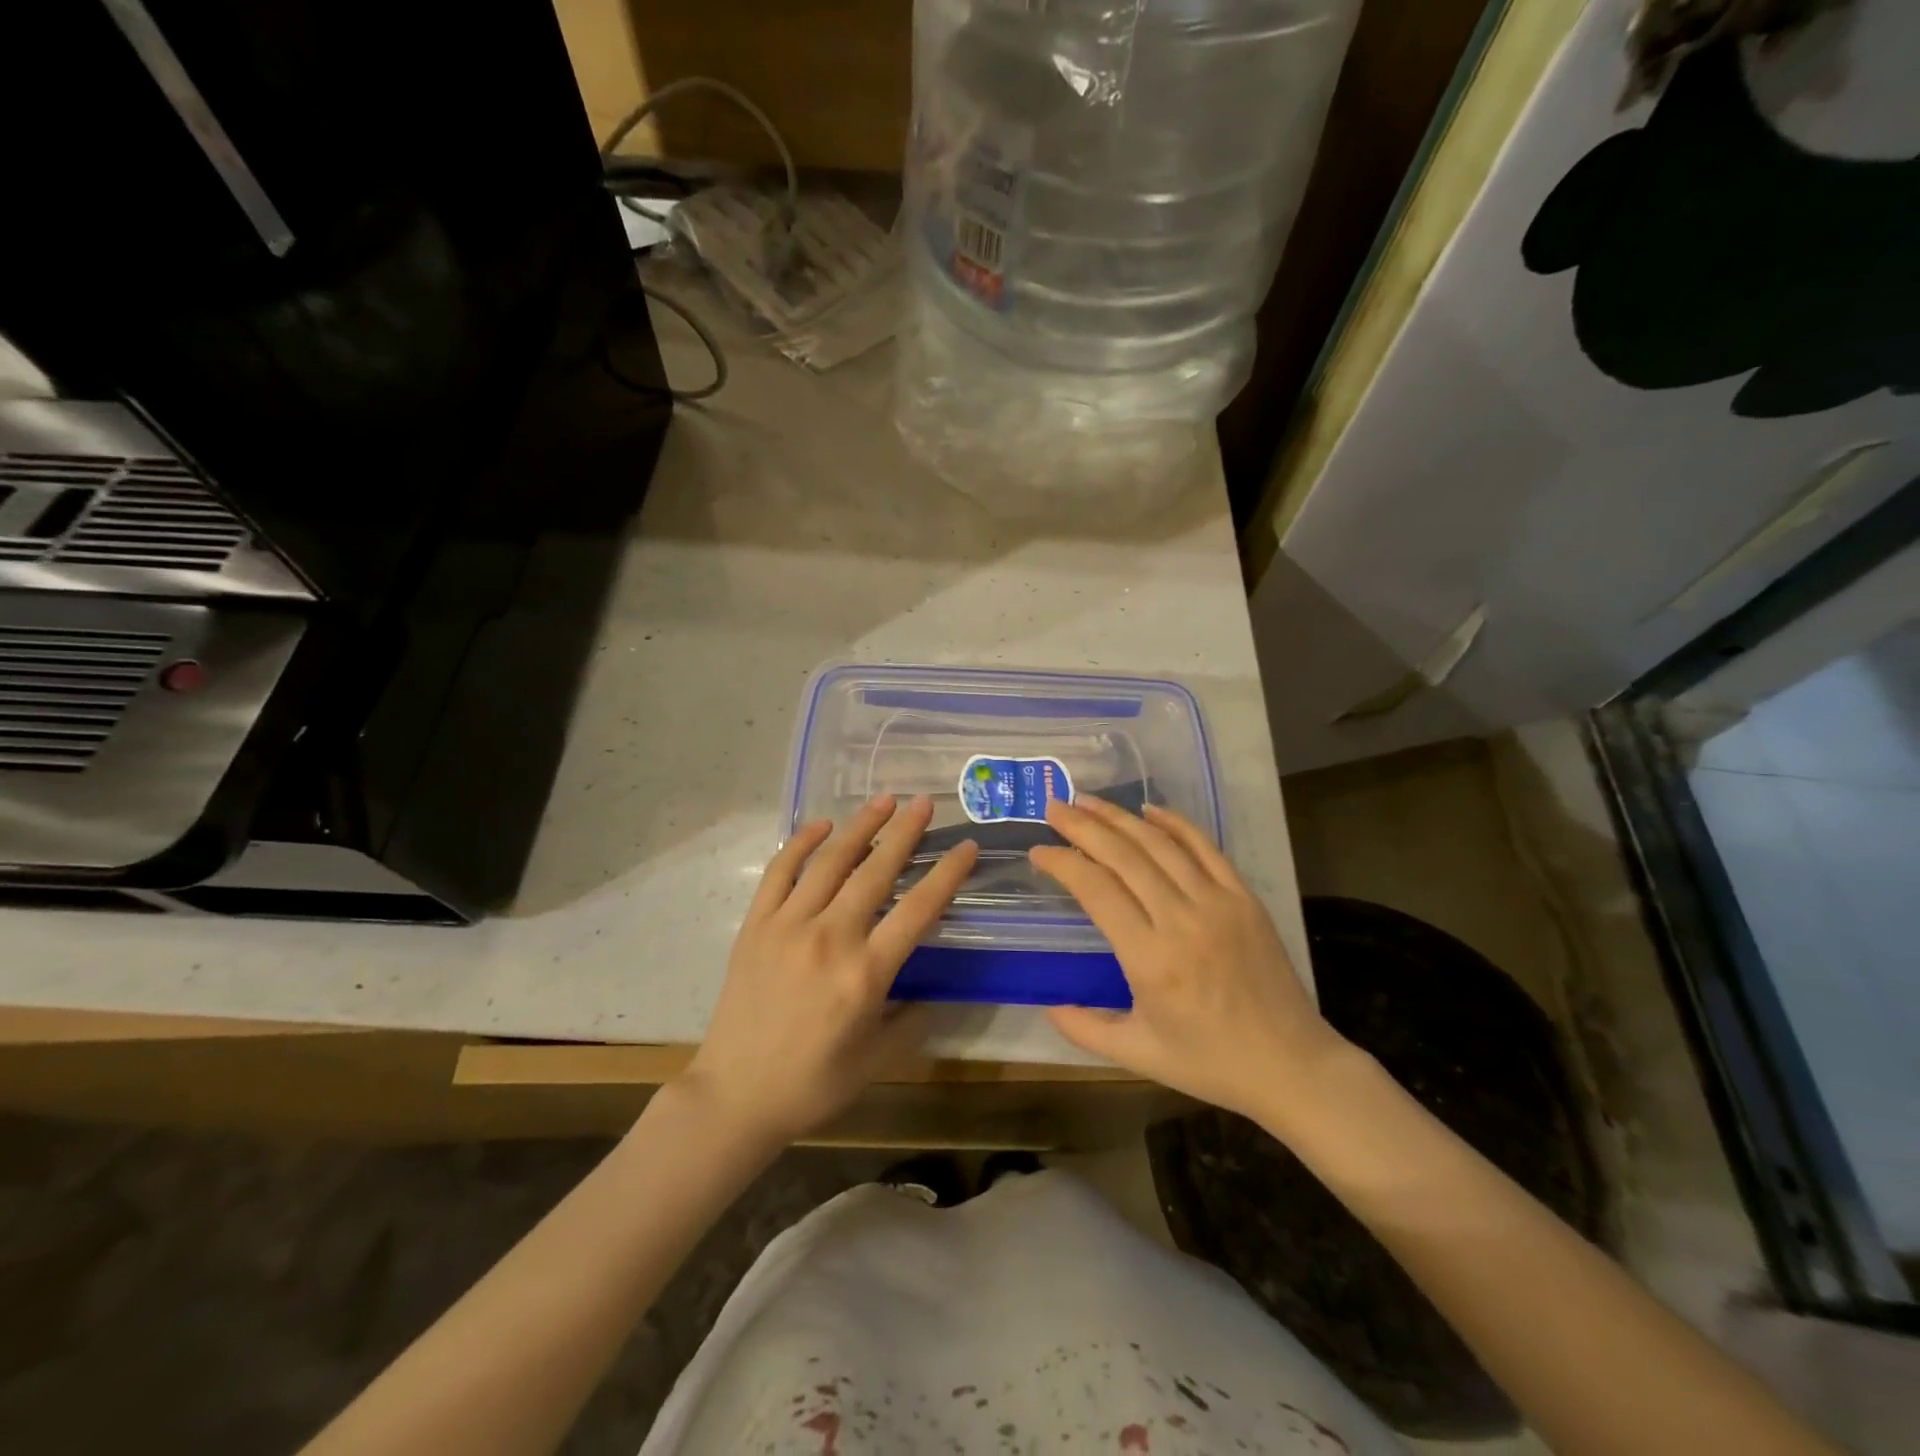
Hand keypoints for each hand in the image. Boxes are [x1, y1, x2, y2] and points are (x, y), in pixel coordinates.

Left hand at [681, 795, 977, 1146]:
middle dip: (905, 832)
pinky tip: (821, 824)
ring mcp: (788, 926)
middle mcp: (830, 938)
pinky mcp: (756, 925)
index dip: (947, 874)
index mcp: (865, 974)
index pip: (918, 909)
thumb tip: (932, 990)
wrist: (735, 1095)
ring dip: (860, 826)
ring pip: (830, 862)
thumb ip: (911, 1019)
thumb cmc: (813, 1083)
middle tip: (924, 801)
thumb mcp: (877, 1059)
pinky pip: (780, 872)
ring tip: (883, 800)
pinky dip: (801, 843)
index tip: (966, 846)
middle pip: (876, 872)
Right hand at [1029, 798, 1350, 1125]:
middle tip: (1055, 808)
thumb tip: (1048, 1005)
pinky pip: (1205, 848)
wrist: (1291, 1065)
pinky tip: (1149, 810)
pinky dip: (1175, 823)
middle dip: (1084, 827)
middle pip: (1124, 856)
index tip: (1038, 852)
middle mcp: (1181, 920)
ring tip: (1088, 801)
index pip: (1096, 889)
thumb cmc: (1210, 1063)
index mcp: (1150, 959)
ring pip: (1160, 844)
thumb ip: (1086, 1029)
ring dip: (1120, 817)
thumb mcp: (1139, 1055)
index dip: (1063, 863)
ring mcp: (1218, 903)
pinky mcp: (1244, 897)